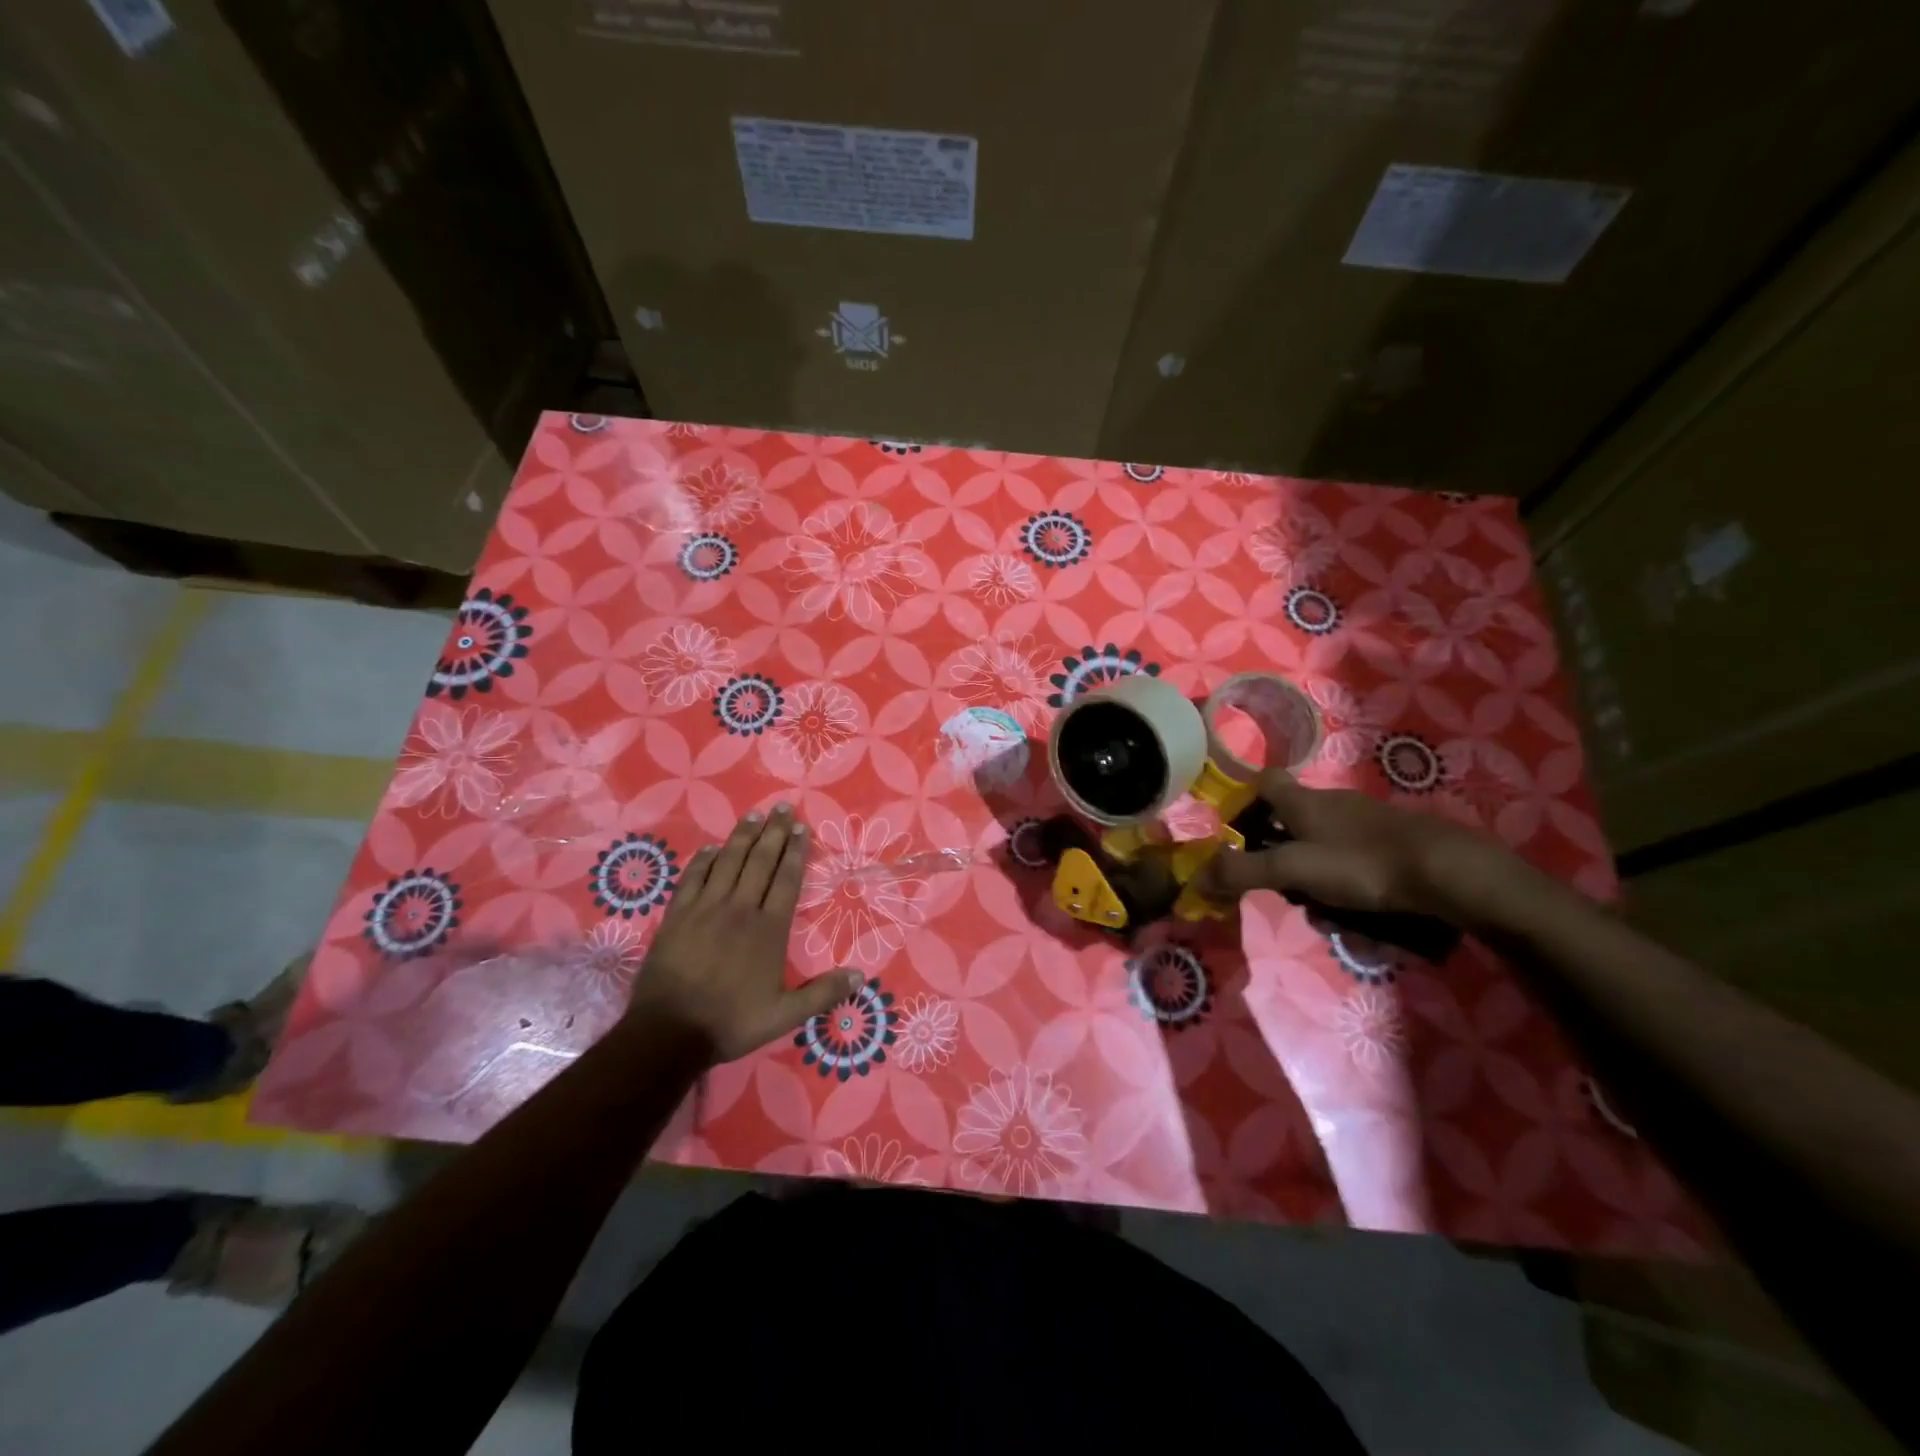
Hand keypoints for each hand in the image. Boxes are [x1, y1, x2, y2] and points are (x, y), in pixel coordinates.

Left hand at [626, 806, 860, 1063]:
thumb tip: (860, 976)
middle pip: (760, 861)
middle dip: (774, 832)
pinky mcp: (678, 915)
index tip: (802, 828)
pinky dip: (704, 860)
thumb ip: (823, 993)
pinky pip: (693, 878)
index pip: (787, 879)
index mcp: (769, 928)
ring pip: (728, 862)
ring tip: (755, 815)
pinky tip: (712, 848)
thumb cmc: (731, 1022)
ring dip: (743, 836)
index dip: (796, 851)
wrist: (670, 1032)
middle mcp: (740, 909)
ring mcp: (706, 909)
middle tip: (783, 807)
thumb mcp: (784, 1015)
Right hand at [1198, 770, 1516, 922]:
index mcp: (1302, 801)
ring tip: (1326, 912)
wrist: (1447, 871)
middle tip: (1284, 889)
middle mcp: (1331, 802)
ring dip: (1314, 877)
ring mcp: (1364, 821)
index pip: (1264, 782)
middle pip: (1291, 821)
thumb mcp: (1292, 870)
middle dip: (1280, 856)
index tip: (1238, 833)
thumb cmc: (1360, 863)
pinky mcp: (1391, 841)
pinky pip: (1353, 859)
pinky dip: (1346, 882)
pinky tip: (1359, 909)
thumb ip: (1242, 873)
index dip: (1246, 801)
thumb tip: (1195, 878)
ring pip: (1322, 846)